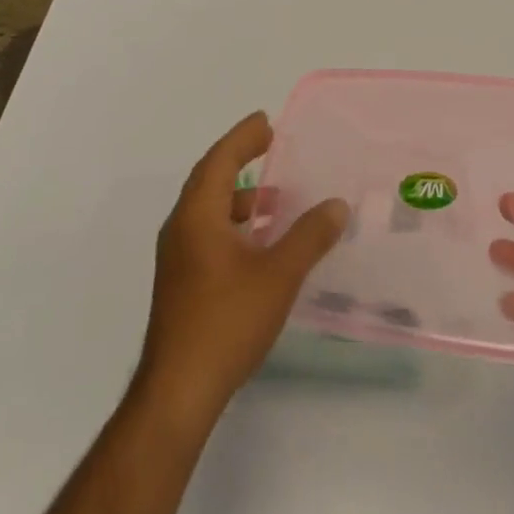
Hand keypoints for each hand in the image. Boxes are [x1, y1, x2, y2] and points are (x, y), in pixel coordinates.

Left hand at [135, 112, 348, 423]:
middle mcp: (181, 227)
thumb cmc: (227, 321)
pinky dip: (233, 223)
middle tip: (269, 145)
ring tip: (274, 197)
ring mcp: (176, 257)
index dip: (243, 137)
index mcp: (198, 214)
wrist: (178, 391)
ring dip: (238, 196)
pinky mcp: (180, 282)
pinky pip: (207, 232)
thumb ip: (310, 236)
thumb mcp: (278, 275)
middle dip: (239, 158)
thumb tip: (337, 205)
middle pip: (210, 178)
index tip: (266, 121)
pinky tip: (259, 243)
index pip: (220, 159)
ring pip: (208, 209)